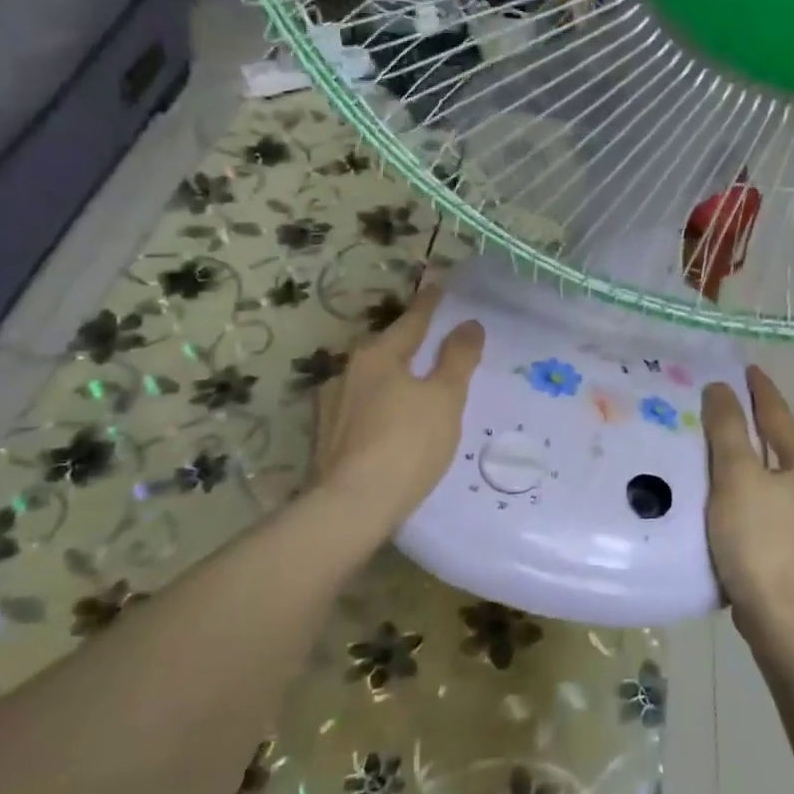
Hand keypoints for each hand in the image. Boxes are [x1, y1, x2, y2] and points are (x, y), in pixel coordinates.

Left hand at [312, 284, 484, 531]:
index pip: (411, 320)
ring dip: (392, 377)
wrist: (351, 507)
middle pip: (387, 348)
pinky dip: (379, 407)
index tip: (439, 286)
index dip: (429, 304)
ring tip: (414, 387)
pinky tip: (389, 424)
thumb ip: (458, 358)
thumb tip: (468, 324)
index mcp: (378, 355)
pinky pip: (360, 409)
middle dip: (409, 343)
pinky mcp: (324, 437)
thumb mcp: (445, 398)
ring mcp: (331, 405)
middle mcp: (348, 371)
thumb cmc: (407, 444)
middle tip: (434, 342)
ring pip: (370, 380)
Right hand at [702, 365, 793, 639]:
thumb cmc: (760, 539)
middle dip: (754, 423)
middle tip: (723, 404)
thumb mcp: (737, 476)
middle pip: (781, 443)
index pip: (780, 415)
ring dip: (750, 458)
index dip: (760, 390)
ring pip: (774, 475)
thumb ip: (728, 429)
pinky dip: (748, 489)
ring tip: (718, 446)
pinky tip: (727, 496)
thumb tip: (721, 389)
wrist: (783, 620)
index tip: (746, 368)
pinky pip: (768, 503)